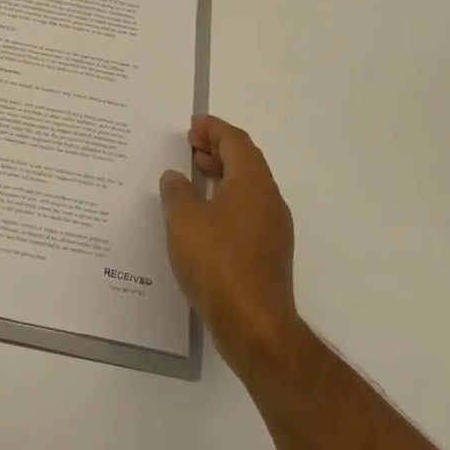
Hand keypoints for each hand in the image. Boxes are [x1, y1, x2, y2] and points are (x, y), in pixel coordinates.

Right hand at [160, 115, 298, 374]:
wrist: (254, 324)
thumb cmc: (217, 262)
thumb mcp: (184, 219)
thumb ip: (177, 192)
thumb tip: (176, 177)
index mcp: (253, 184)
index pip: (236, 142)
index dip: (214, 129)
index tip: (192, 125)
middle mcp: (269, 201)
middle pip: (245, 162)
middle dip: (218, 149)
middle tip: (189, 146)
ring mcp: (272, 229)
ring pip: (246, 188)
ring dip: (221, 176)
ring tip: (191, 176)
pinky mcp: (268, 253)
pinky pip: (246, 211)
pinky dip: (224, 200)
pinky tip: (200, 216)